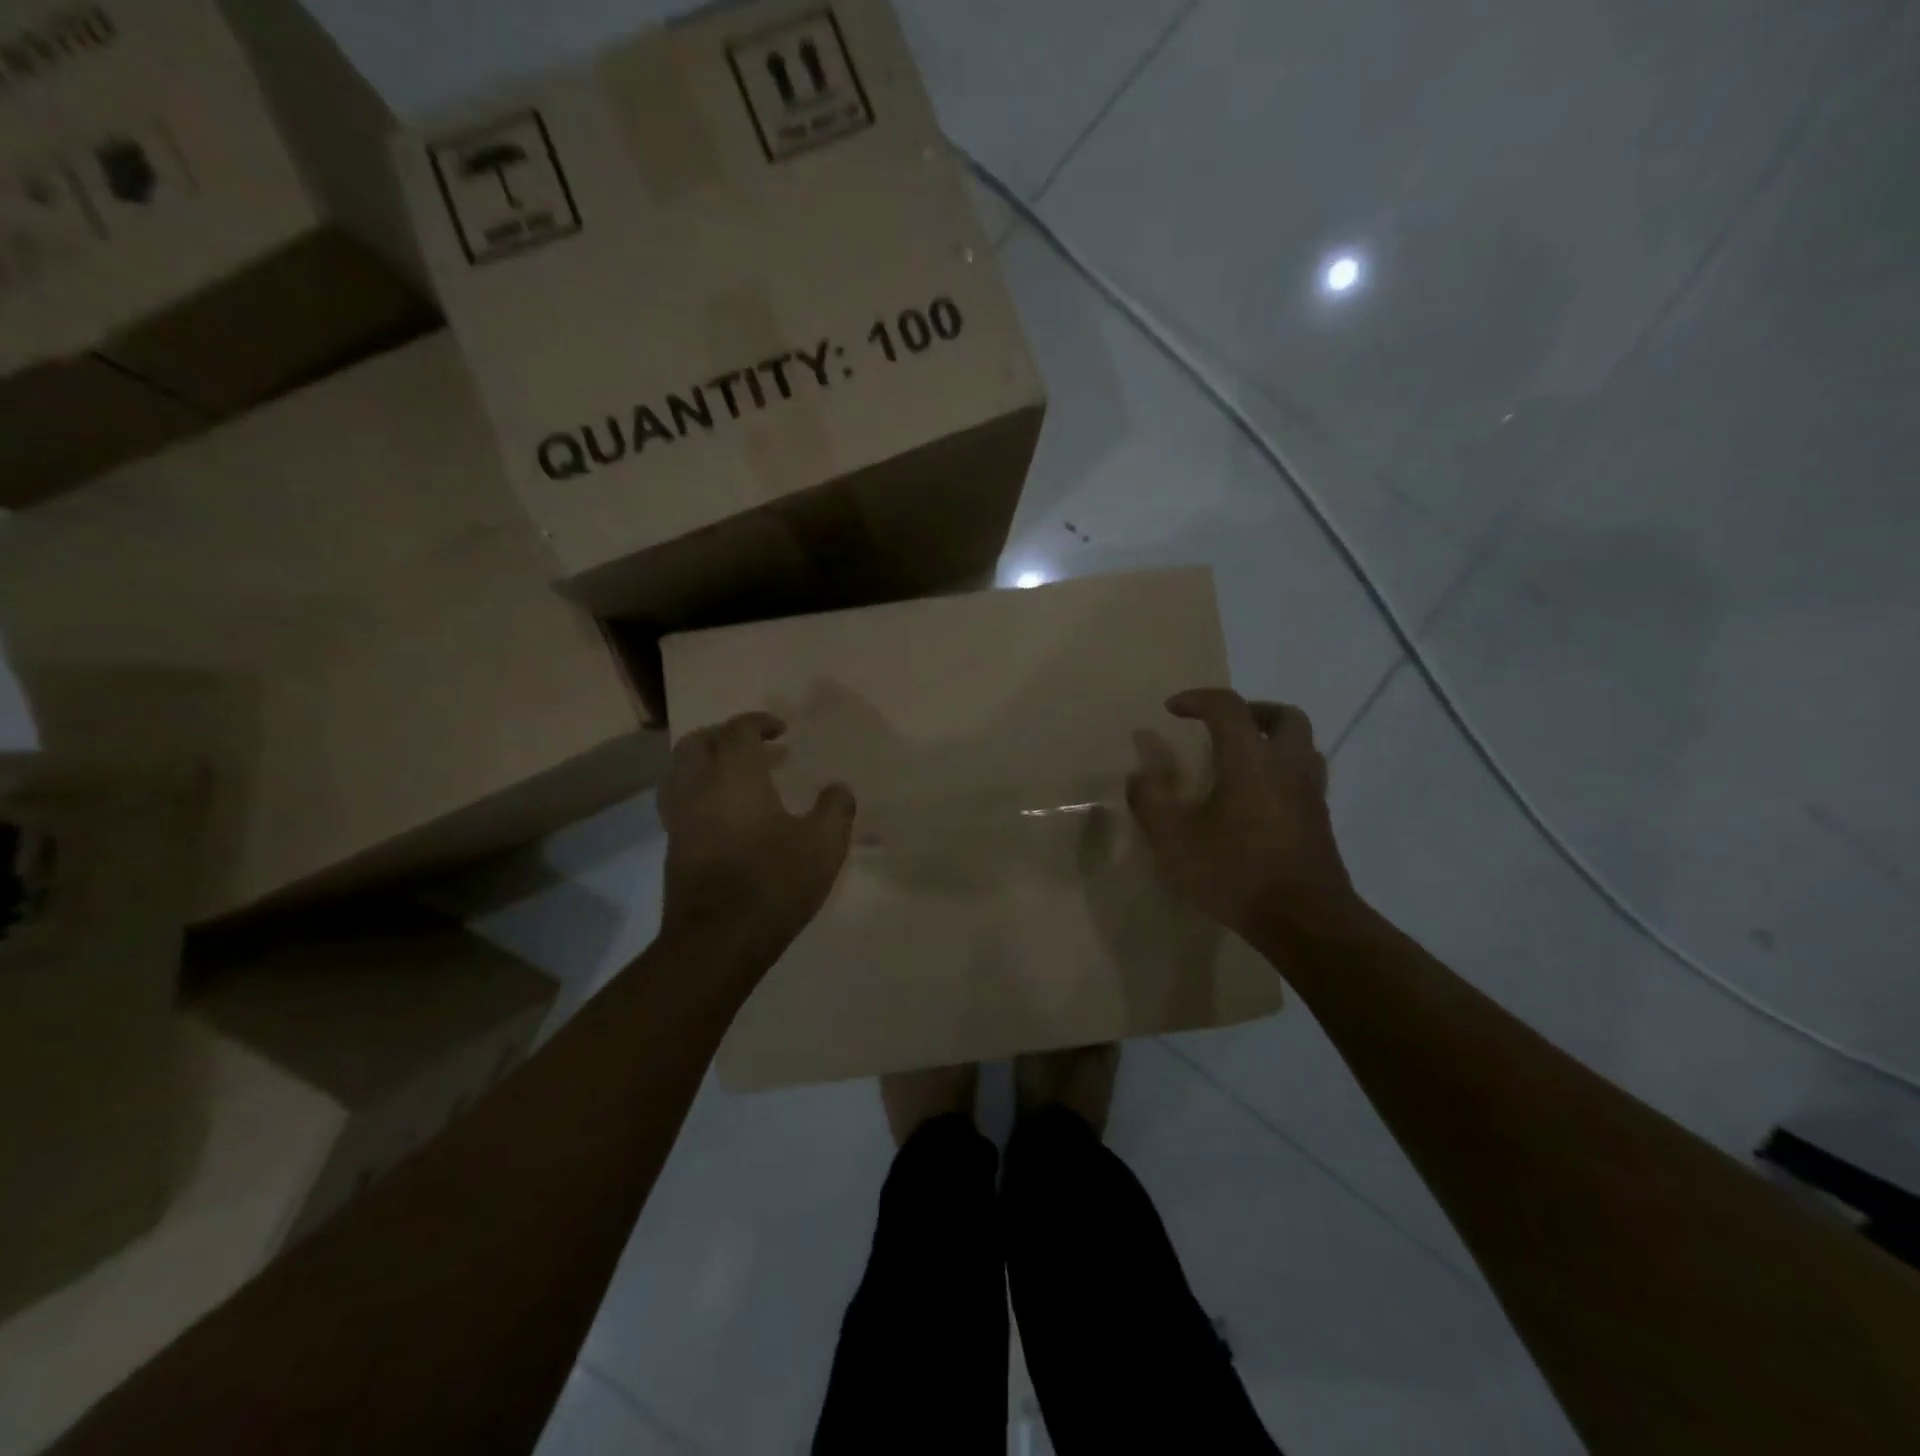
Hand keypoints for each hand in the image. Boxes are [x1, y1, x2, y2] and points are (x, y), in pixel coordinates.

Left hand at [659, 713, 854, 963]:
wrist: (718, 941)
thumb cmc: (773, 882)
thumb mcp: (823, 845)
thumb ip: (835, 809)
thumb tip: (838, 790)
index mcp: (735, 777)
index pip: (738, 731)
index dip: (758, 723)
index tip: (780, 730)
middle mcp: (699, 789)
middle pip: (696, 743)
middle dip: (722, 736)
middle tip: (751, 746)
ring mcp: (680, 820)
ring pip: (678, 773)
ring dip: (703, 763)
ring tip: (732, 775)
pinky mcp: (673, 849)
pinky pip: (679, 804)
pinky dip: (698, 794)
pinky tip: (723, 815)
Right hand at [1126, 688, 1359, 945]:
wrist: (1305, 921)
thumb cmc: (1235, 872)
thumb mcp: (1174, 840)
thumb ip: (1150, 801)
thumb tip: (1140, 776)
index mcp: (1250, 760)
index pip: (1228, 707)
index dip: (1198, 699)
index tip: (1172, 709)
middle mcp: (1287, 766)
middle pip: (1283, 717)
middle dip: (1251, 711)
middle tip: (1222, 726)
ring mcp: (1310, 793)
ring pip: (1302, 746)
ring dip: (1272, 740)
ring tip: (1241, 759)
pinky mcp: (1320, 821)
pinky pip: (1304, 777)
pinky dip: (1281, 771)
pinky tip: (1257, 800)